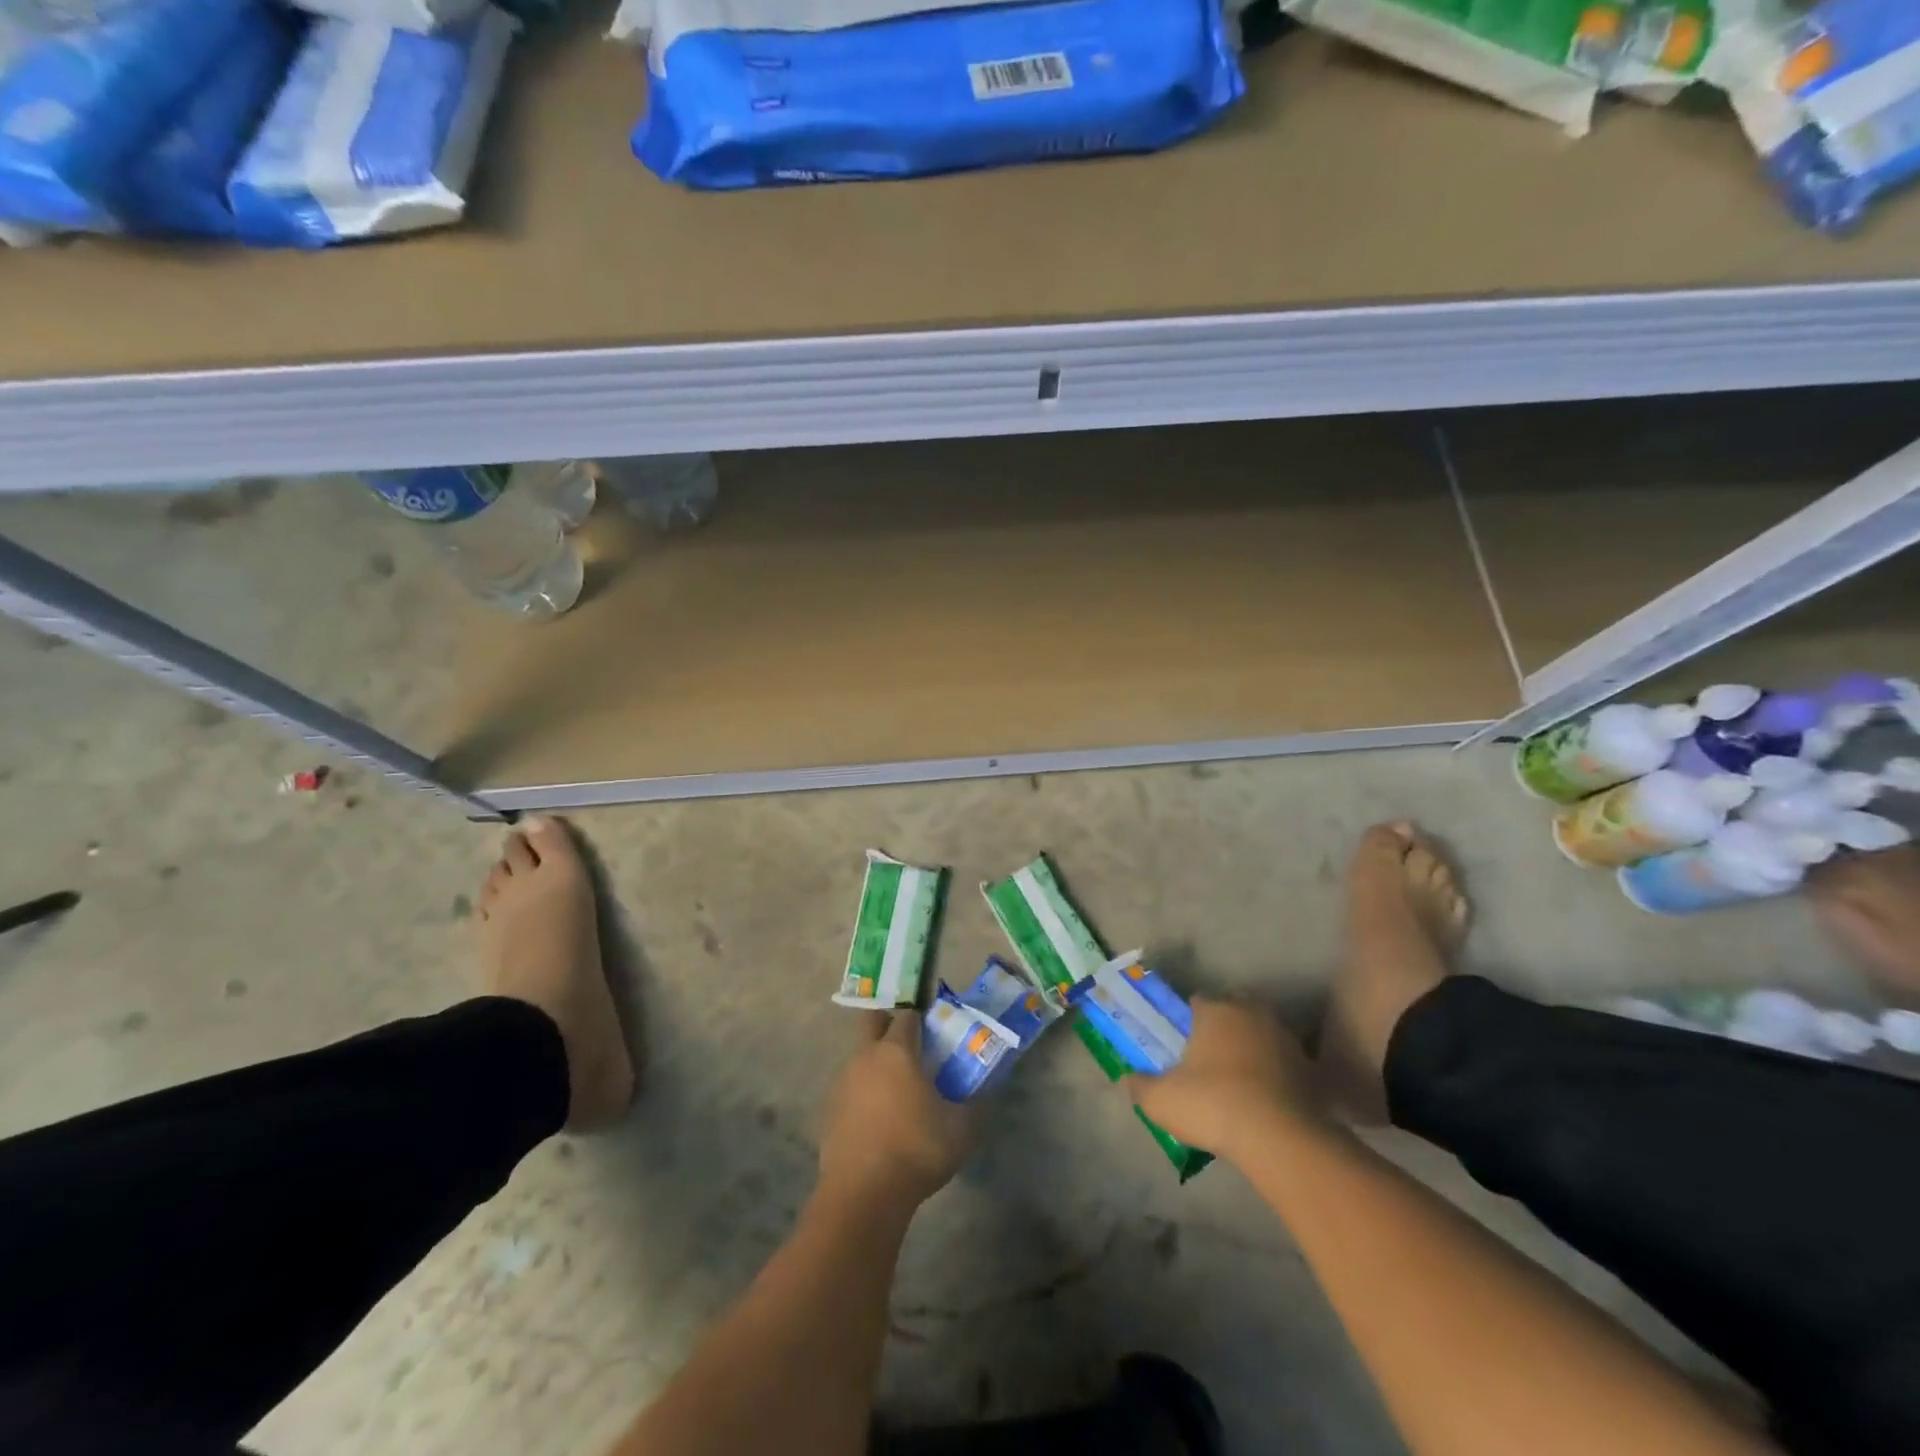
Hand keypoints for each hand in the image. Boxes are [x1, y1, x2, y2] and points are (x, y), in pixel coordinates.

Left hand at [818, 1011, 973, 1212]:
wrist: (862, 1195)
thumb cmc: (916, 1150)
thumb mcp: (961, 1129)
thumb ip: (974, 1104)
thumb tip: (984, 1094)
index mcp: (896, 1050)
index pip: (908, 1015)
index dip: (922, 1017)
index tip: (936, 1029)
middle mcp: (866, 1056)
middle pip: (872, 1021)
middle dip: (889, 1023)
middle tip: (911, 1044)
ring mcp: (843, 1082)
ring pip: (860, 1056)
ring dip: (877, 1062)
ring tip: (899, 1088)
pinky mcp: (830, 1110)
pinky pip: (851, 1087)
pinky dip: (864, 1092)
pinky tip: (879, 1118)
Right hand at [1127, 997, 1319, 1160]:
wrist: (1279, 1139)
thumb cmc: (1212, 1105)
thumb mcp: (1161, 1100)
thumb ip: (1141, 1086)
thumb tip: (1130, 1079)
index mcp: (1215, 1010)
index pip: (1198, 1000)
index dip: (1189, 1018)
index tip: (1183, 1041)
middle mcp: (1251, 1013)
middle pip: (1235, 1009)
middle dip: (1224, 1025)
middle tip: (1212, 1055)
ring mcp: (1285, 1038)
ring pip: (1263, 1032)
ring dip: (1253, 1047)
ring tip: (1241, 1078)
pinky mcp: (1310, 1068)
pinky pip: (1285, 1062)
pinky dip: (1277, 1073)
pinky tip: (1266, 1097)